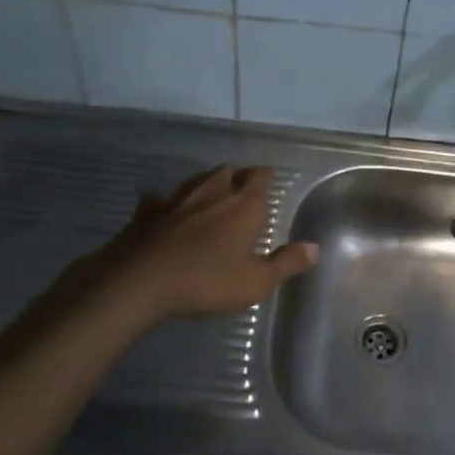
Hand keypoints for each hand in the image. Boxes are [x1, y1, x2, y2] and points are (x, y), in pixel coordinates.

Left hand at [85, 165, 317, 320]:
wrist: (139, 281)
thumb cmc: (205, 281)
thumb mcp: (255, 282)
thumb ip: (286, 263)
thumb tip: (315, 247)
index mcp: (243, 206)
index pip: (260, 177)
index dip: (265, 178)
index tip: (268, 183)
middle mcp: (212, 193)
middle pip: (229, 172)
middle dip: (238, 177)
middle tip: (242, 191)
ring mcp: (177, 199)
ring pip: (197, 180)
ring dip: (207, 184)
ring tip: (211, 195)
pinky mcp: (147, 211)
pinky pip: (161, 199)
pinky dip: (167, 203)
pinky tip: (165, 211)